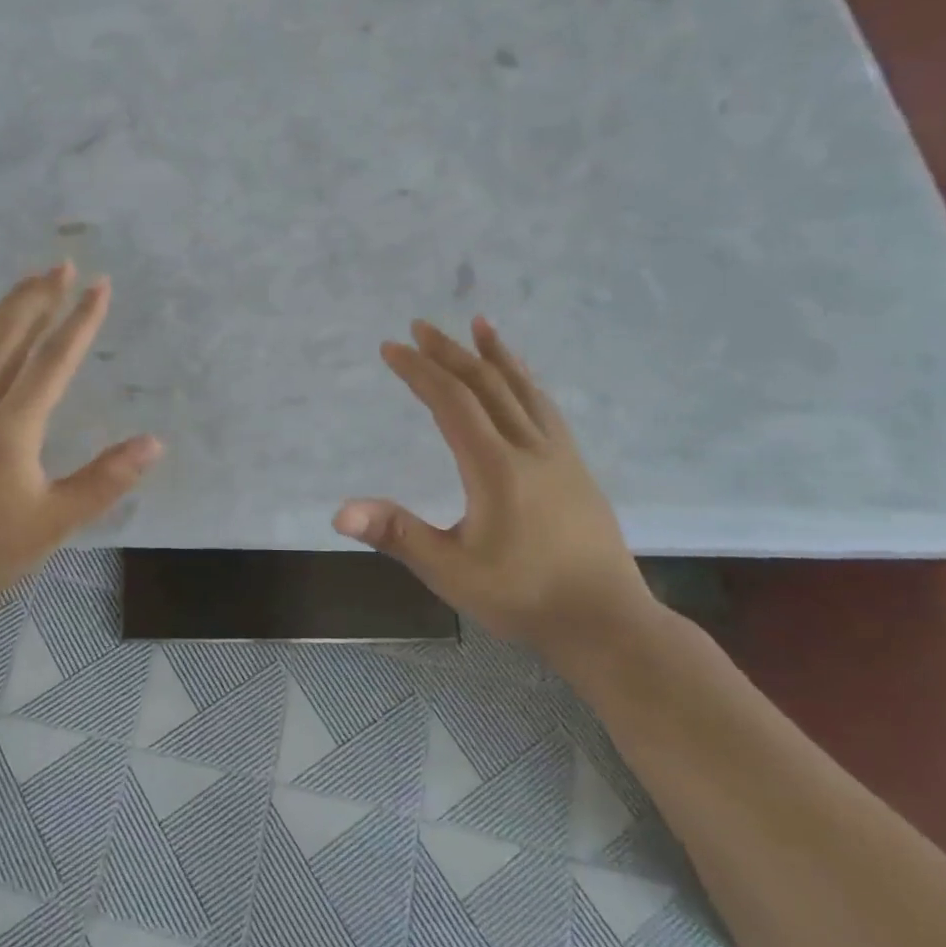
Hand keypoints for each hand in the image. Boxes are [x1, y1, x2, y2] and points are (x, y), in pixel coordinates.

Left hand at [0, 263, 161, 608]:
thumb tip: (153, 443)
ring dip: (7, 307)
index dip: (80, 320)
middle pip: (9, 334)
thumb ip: (106, 478)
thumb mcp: (57, 518)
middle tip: (62, 266)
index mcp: (11, 424)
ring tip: (29, 283)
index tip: (100, 285)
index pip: (53, 359)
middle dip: (39, 296)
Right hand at [334, 317, 658, 653]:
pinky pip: (546, 407)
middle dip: (449, 352)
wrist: (606, 622)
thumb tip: (339, 512)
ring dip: (496, 354)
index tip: (391, 348)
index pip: (451, 402)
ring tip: (479, 324)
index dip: (419, 371)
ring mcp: (560, 454)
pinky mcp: (576, 467)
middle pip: (486, 384)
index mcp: (495, 467)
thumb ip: (397, 535)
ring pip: (524, 389)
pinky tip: (522, 379)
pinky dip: (527, 381)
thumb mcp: (450, 571)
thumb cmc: (522, 597)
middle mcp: (529, 448)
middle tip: (420, 326)